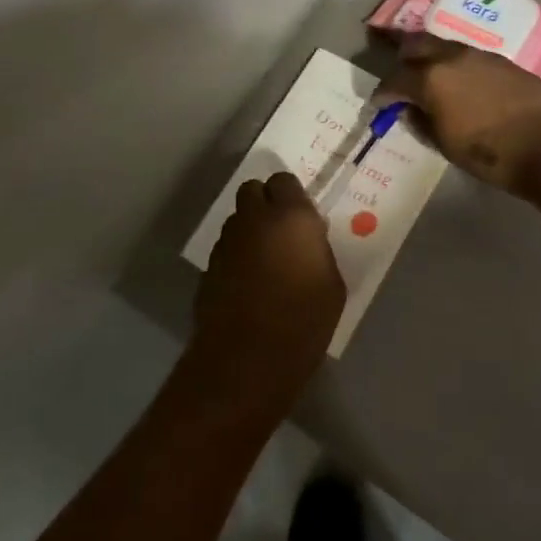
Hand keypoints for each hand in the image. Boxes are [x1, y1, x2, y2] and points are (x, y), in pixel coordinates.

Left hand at [190, 172, 345, 409]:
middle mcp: (254, 219)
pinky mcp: (209, 266)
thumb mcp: (332, 284)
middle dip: (265, 203)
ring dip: (249, 230)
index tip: (301, 217)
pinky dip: (236, 256)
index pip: (284, 181)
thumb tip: (308, 240)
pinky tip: (247, 284)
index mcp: (290, 217)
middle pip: (253, 191)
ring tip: (264, 260)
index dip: (291, 196)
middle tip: (281, 231)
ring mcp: (227, 242)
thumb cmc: (303, 321)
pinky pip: (226, 248)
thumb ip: (318, 250)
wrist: (248, 358)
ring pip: (236, 219)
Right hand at [377, 33, 540, 196]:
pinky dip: (454, 63)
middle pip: (416, 44)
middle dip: (401, 55)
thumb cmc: (490, 153)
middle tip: (396, 68)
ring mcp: (479, 55)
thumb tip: (410, 110)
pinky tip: (458, 80)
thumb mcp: (445, 144)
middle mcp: (451, 57)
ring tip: (426, 72)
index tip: (379, 103)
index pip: (394, 79)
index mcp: (430, 79)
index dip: (383, 92)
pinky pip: (467, 55)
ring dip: (429, 57)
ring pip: (443, 46)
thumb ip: (421, 122)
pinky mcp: (502, 60)